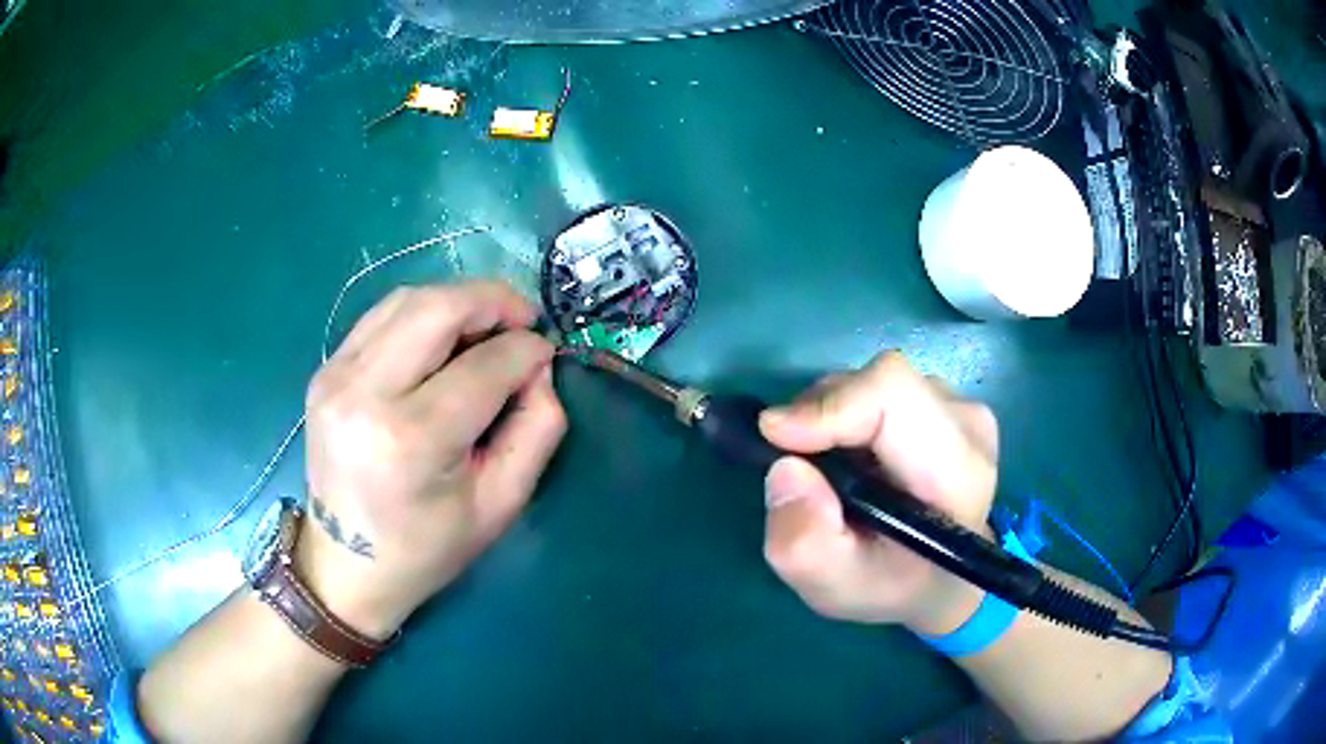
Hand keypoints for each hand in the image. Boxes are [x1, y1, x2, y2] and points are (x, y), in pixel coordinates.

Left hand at [297, 282, 566, 637]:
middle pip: (437, 309)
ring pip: (407, 300)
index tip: (546, 353)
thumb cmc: (427, 548)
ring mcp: (335, 376)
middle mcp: (364, 394)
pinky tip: (443, 337)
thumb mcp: (501, 504)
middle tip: (524, 319)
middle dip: (493, 301)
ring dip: (458, 301)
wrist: (346, 565)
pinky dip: (422, 314)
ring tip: (488, 325)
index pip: (484, 366)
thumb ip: (537, 429)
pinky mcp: (324, 371)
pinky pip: (381, 317)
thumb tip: (540, 367)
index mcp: (410, 441)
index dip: (526, 350)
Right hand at [759, 352, 998, 634]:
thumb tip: (785, 469)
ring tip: (830, 470)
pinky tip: (855, 458)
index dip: (830, 406)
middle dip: (822, 414)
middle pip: (881, 382)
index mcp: (956, 472)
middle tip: (797, 464)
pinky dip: (851, 416)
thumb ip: (804, 543)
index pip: (894, 395)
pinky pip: (883, 389)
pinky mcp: (947, 401)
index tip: (777, 437)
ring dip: (835, 417)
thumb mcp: (835, 588)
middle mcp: (967, 424)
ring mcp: (961, 407)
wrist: (942, 579)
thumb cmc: (893, 587)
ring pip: (877, 382)